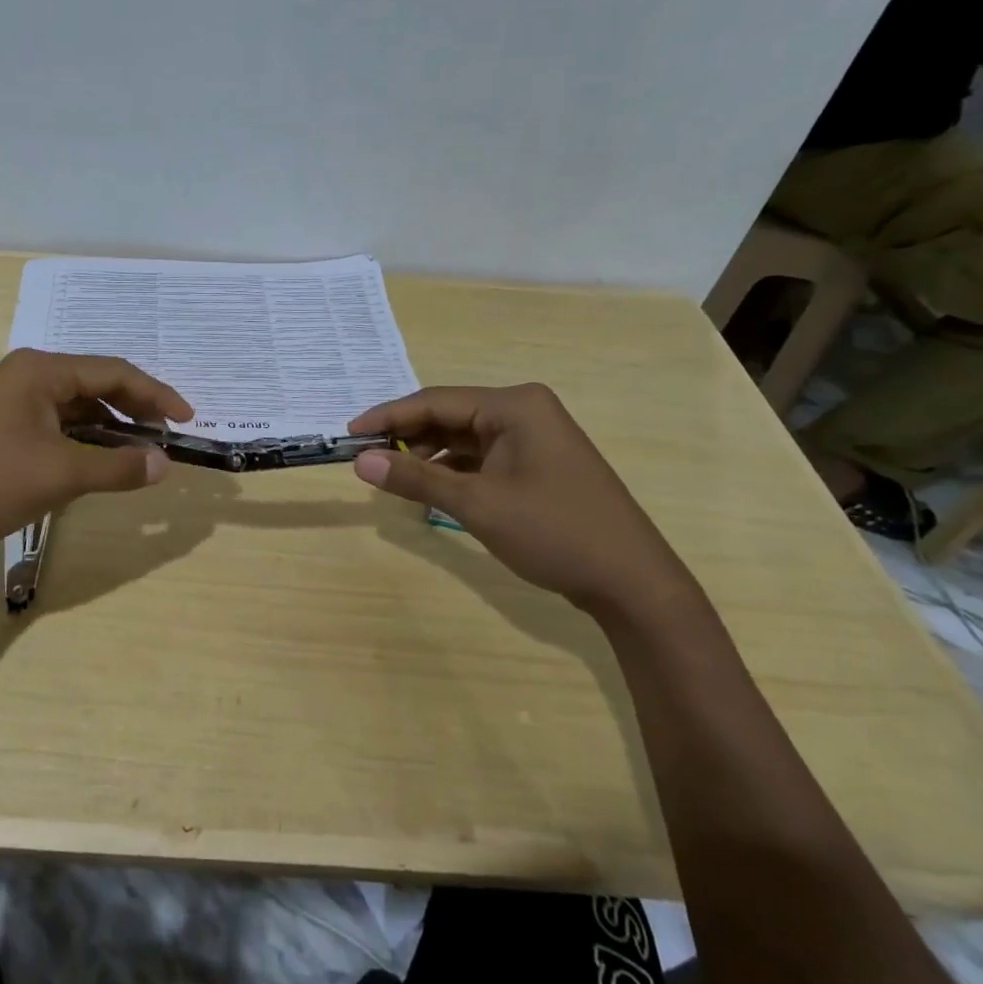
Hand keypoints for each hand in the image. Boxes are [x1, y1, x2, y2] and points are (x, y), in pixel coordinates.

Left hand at [0, 349, 191, 554]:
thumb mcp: (59, 475)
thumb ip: (117, 469)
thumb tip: (165, 465)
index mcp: (42, 371)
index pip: (114, 371)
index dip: (156, 394)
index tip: (187, 420)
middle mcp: (28, 376)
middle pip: (96, 384)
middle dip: (135, 410)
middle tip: (167, 437)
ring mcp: (11, 401)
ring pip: (76, 407)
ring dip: (110, 428)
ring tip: (141, 453)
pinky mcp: (1, 427)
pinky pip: (56, 425)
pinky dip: (84, 441)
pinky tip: (99, 463)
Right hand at [347, 384, 694, 614]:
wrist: (633, 583)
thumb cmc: (554, 532)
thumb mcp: (477, 505)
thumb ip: (416, 479)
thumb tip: (360, 462)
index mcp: (514, 405)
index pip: (435, 401)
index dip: (388, 416)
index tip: (349, 433)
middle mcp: (524, 411)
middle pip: (449, 415)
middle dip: (407, 436)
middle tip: (367, 459)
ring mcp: (534, 438)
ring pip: (464, 438)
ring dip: (428, 455)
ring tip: (394, 477)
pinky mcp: (538, 464)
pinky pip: (483, 457)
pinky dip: (454, 471)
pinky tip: (431, 490)